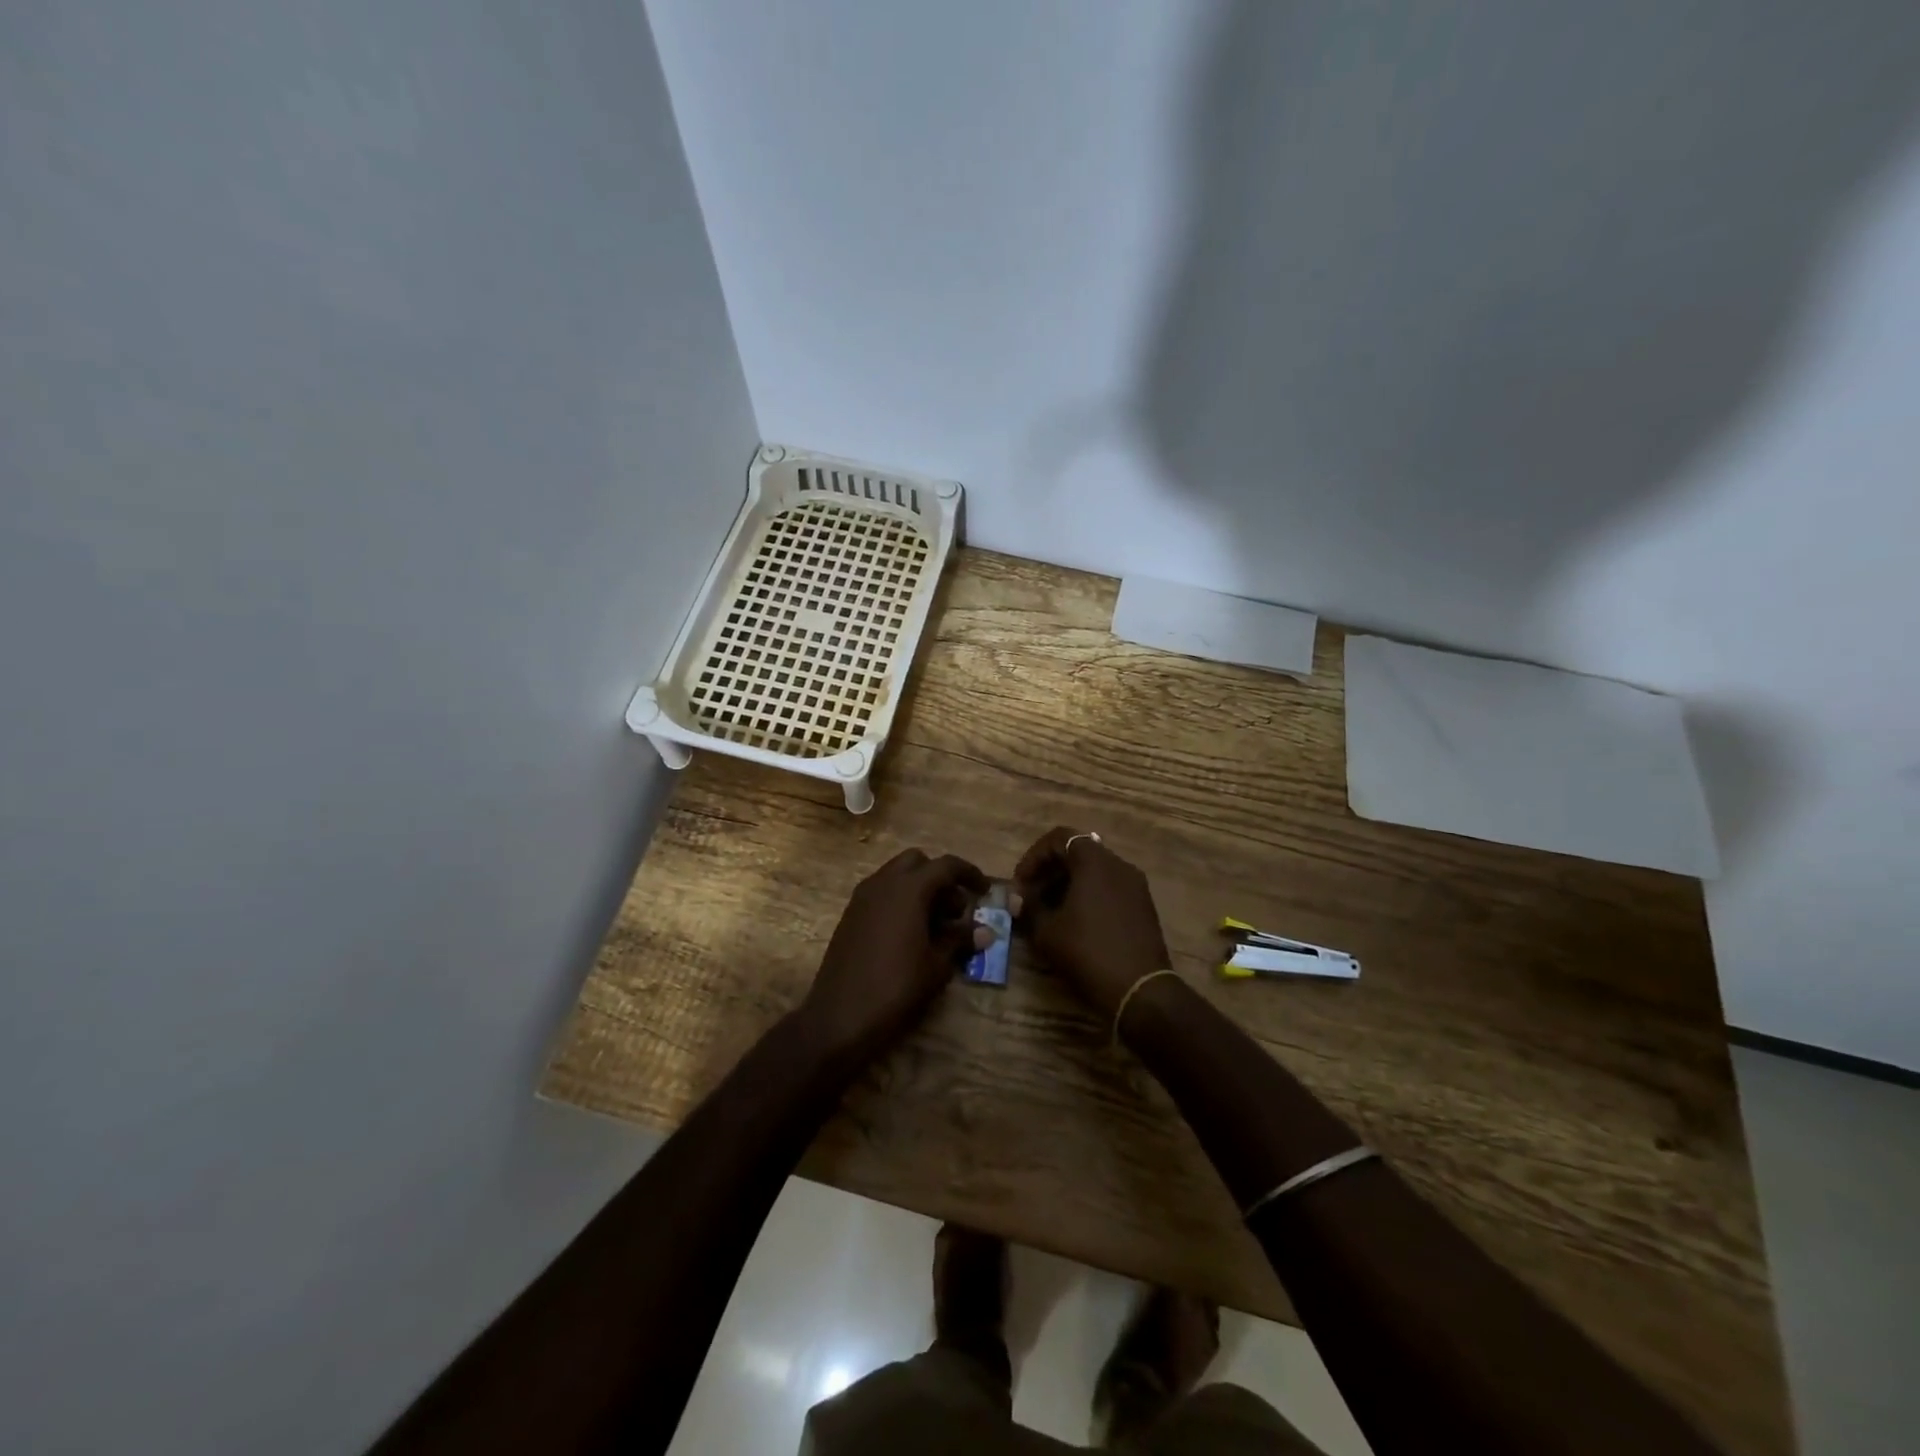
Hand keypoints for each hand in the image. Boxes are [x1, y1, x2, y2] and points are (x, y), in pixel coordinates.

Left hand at [797, 848, 990, 1064]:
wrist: (839, 1017)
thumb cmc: (896, 988)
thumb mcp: (937, 965)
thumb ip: (960, 940)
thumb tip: (983, 931)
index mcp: (908, 889)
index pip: (946, 865)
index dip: (969, 874)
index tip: (985, 891)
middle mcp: (882, 883)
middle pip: (917, 863)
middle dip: (940, 879)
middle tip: (956, 911)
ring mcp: (862, 898)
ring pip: (896, 876)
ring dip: (920, 890)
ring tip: (936, 927)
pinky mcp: (850, 916)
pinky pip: (881, 894)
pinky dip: (900, 901)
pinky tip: (911, 934)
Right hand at [1014, 828, 1171, 1018]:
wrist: (1140, 991)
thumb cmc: (1089, 952)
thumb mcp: (1048, 932)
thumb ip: (1029, 907)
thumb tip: (1017, 898)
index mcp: (1095, 861)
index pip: (1059, 838)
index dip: (1034, 857)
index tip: (1020, 884)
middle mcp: (1119, 865)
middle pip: (1078, 852)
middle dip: (1049, 871)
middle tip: (1030, 897)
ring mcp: (1135, 885)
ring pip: (1094, 871)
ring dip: (1068, 884)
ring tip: (1049, 912)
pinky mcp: (1143, 906)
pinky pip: (1109, 887)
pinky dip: (1088, 895)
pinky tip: (1075, 923)